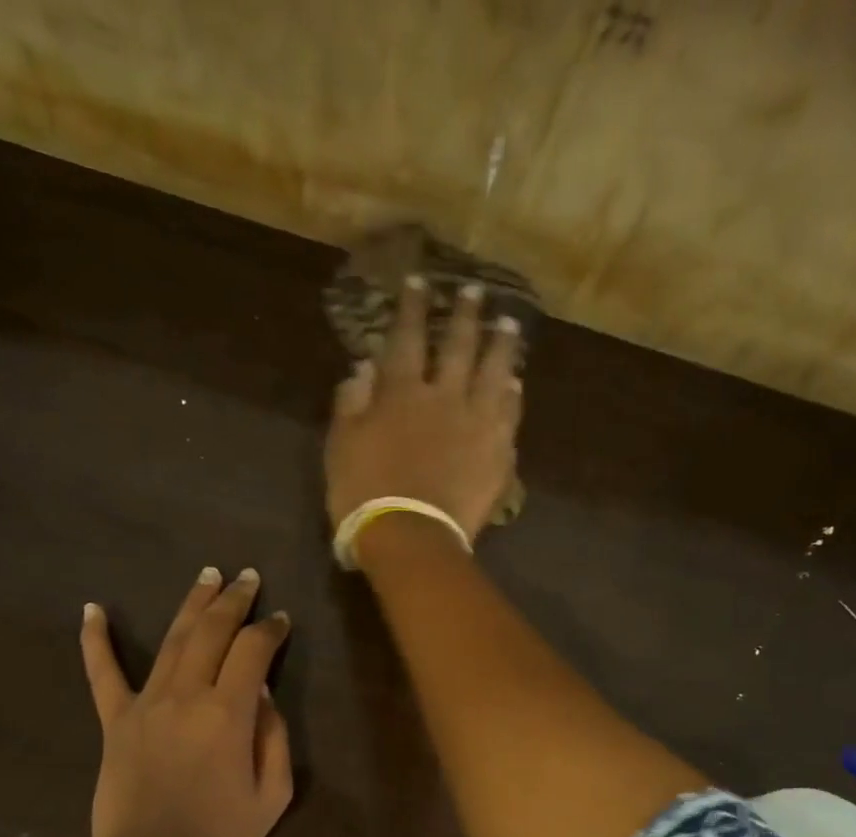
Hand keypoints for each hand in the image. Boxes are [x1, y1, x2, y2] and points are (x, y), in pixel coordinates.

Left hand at [80, 567, 293, 836]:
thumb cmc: (220, 835)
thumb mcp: (272, 794)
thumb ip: (274, 738)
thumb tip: (263, 695)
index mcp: (228, 713)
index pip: (253, 651)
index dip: (270, 630)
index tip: (281, 620)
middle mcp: (186, 695)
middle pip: (212, 631)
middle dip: (234, 600)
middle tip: (248, 578)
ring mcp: (145, 704)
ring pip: (171, 640)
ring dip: (191, 604)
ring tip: (206, 576)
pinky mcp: (115, 721)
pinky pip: (102, 674)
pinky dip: (96, 640)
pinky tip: (92, 609)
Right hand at [325, 277, 523, 546]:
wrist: (410, 536)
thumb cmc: (364, 494)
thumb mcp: (341, 446)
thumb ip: (351, 403)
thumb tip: (363, 367)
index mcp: (400, 393)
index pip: (407, 338)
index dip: (412, 308)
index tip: (419, 281)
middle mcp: (443, 397)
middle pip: (458, 346)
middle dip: (465, 315)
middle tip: (474, 291)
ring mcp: (477, 423)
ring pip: (493, 372)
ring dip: (500, 345)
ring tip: (508, 325)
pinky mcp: (498, 453)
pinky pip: (510, 414)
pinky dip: (512, 395)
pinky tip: (515, 384)